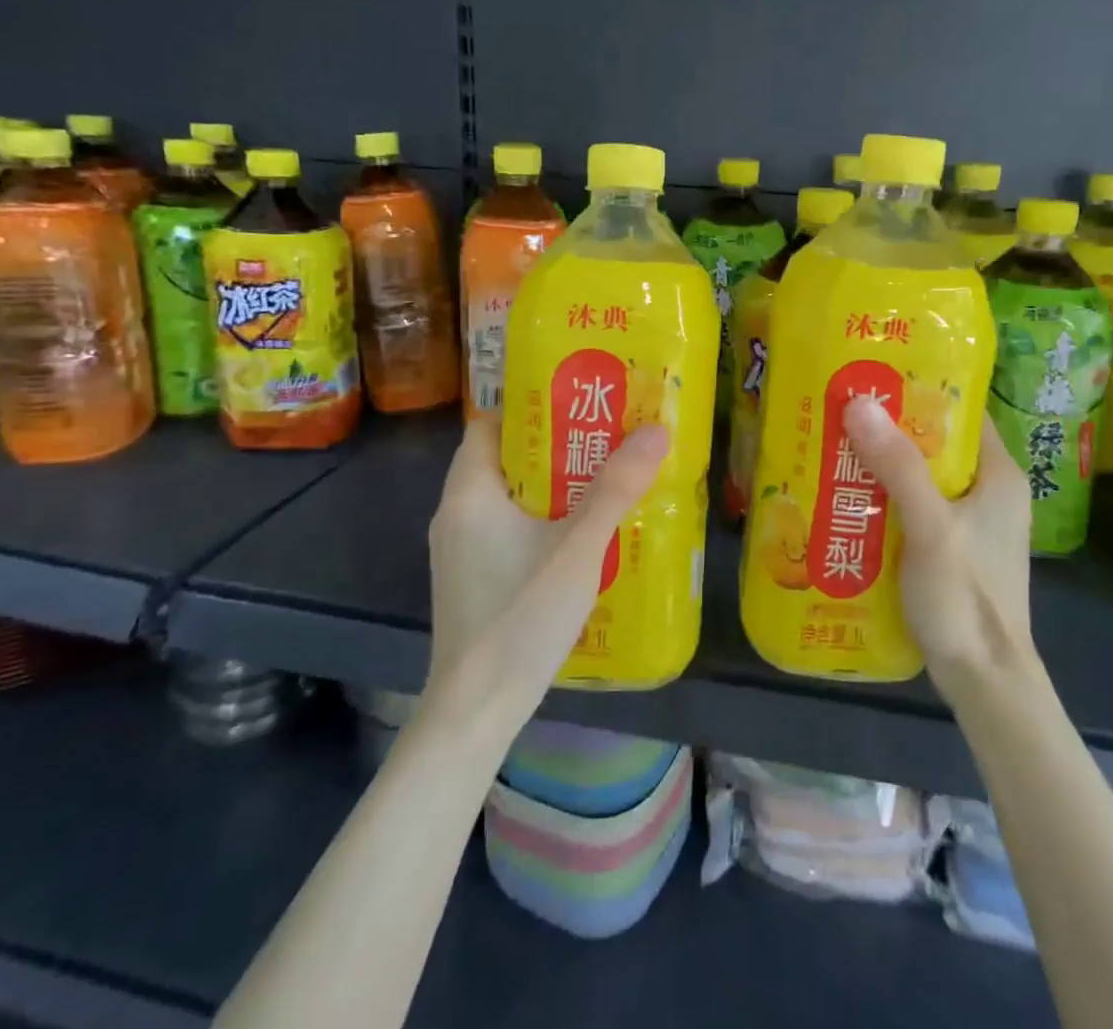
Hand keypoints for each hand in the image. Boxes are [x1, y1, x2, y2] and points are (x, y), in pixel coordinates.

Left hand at [425, 414, 668, 727]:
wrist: (476, 712)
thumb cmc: (520, 617)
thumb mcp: (577, 548)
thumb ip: (615, 489)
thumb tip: (656, 430)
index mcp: (469, 493)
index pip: (490, 425)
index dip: (531, 407)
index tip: (578, 400)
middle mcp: (455, 514)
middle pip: (504, 459)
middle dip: (553, 446)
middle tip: (605, 436)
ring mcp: (459, 551)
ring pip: (507, 497)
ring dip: (550, 486)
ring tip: (602, 478)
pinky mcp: (470, 579)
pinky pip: (505, 529)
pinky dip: (538, 519)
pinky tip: (578, 534)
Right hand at [842, 396, 1035, 696]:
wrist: (985, 682)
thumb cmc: (966, 598)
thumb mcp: (931, 527)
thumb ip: (899, 466)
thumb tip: (859, 403)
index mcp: (999, 475)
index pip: (962, 412)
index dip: (921, 389)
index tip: (874, 376)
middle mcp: (989, 492)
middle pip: (936, 444)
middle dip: (890, 428)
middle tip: (842, 409)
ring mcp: (971, 523)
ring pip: (921, 477)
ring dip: (883, 464)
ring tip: (835, 445)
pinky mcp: (952, 549)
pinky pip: (914, 507)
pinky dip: (885, 497)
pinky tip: (848, 496)